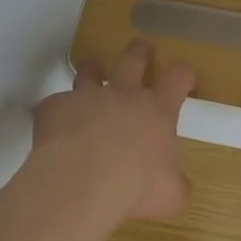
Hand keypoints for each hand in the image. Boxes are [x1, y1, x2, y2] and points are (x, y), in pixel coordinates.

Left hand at [35, 40, 195, 219]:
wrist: (81, 182)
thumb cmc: (135, 187)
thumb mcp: (169, 194)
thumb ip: (176, 184)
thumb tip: (179, 185)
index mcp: (157, 111)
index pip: (178, 79)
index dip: (184, 75)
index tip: (186, 77)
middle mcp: (123, 95)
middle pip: (133, 60)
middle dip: (139, 51)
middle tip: (141, 45)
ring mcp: (86, 96)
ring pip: (90, 71)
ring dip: (93, 69)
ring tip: (92, 68)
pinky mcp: (54, 106)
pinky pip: (56, 103)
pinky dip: (59, 110)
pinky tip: (57, 125)